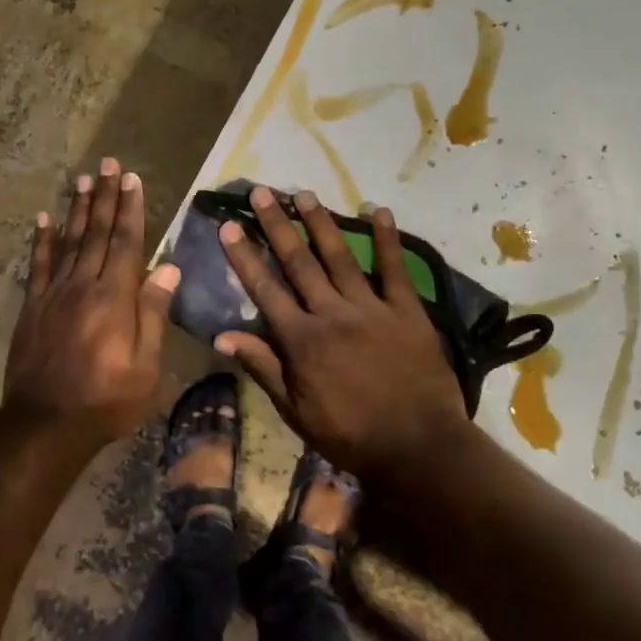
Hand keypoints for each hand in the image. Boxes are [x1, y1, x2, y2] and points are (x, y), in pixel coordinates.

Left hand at [5, 159, 179, 443]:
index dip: (130, 209)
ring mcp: (54, 294)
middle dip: (104, 196)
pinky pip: (38, 266)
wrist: (45, 424)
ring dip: (76, 209)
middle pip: (95, 233)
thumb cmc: (106, 400)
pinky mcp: (33, 307)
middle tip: (108, 164)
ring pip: (67, 242)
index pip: (125, 243)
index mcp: (114, 298)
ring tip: (82, 180)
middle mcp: (83, 286)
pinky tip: (43, 219)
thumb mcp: (146, 367)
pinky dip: (41, 241)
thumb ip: (153, 314)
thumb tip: (167, 268)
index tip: (132, 179)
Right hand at [214, 186, 474, 484]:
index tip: (229, 226)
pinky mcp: (407, 310)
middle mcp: (331, 313)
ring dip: (320, 222)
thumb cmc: (350, 434)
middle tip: (262, 192)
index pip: (264, 289)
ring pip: (339, 256)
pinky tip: (378, 210)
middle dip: (277, 225)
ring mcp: (371, 307)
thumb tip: (221, 337)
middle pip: (298, 262)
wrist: (418, 448)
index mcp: (301, 339)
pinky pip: (395, 268)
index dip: (244, 256)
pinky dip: (387, 238)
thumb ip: (262, 367)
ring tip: (304, 193)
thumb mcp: (296, 410)